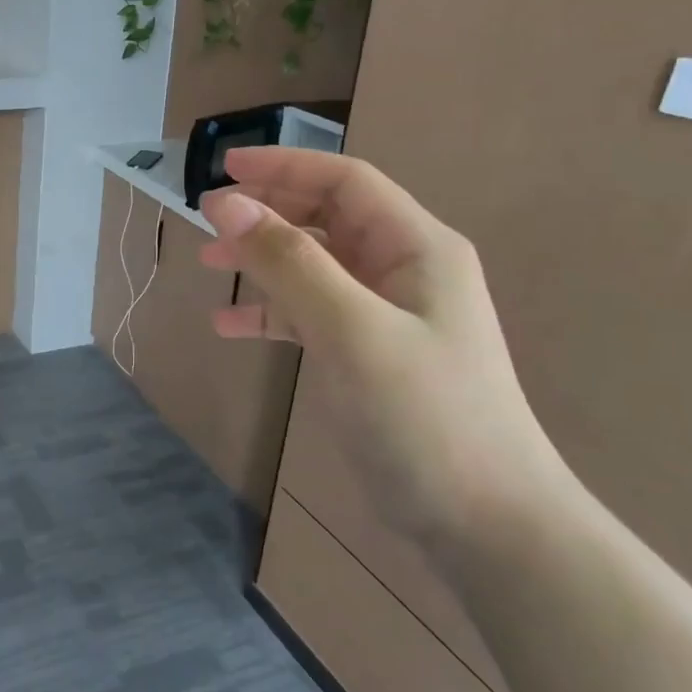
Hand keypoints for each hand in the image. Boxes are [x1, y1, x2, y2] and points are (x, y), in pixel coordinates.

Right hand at [200, 147, 569, 550]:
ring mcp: (386, 315)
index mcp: (416, 247)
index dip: (283, 167)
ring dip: (262, 260)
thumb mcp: (350, 329)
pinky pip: (310, 314)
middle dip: (266, 212)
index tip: (222, 167)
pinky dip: (270, 312)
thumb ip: (287, 261)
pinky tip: (230, 327)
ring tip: (209, 265)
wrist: (485, 524)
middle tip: (206, 219)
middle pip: (326, 219)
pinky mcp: (368, 354)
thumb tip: (223, 204)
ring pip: (313, 266)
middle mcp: (403, 270)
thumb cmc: (424, 414)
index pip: (345, 182)